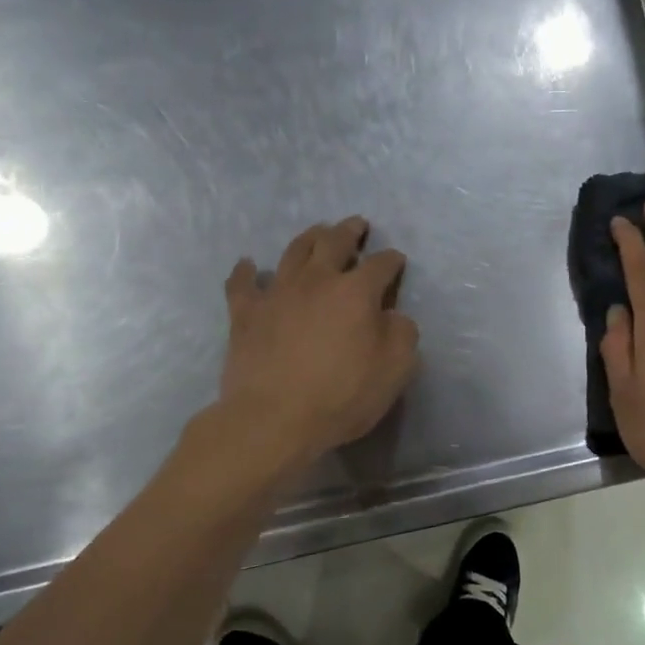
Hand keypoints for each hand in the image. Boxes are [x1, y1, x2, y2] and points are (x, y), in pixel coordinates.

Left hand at [218, 216, 419, 469]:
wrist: (274, 419)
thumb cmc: (342, 396)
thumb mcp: (395, 370)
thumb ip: (402, 334)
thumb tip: (393, 316)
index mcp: (356, 292)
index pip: (381, 265)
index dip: (391, 260)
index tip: (397, 260)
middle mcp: (317, 281)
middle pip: (334, 243)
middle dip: (349, 231)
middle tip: (356, 225)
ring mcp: (277, 293)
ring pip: (293, 252)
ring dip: (309, 238)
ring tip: (317, 233)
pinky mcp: (245, 313)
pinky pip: (243, 284)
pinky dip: (246, 271)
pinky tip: (248, 265)